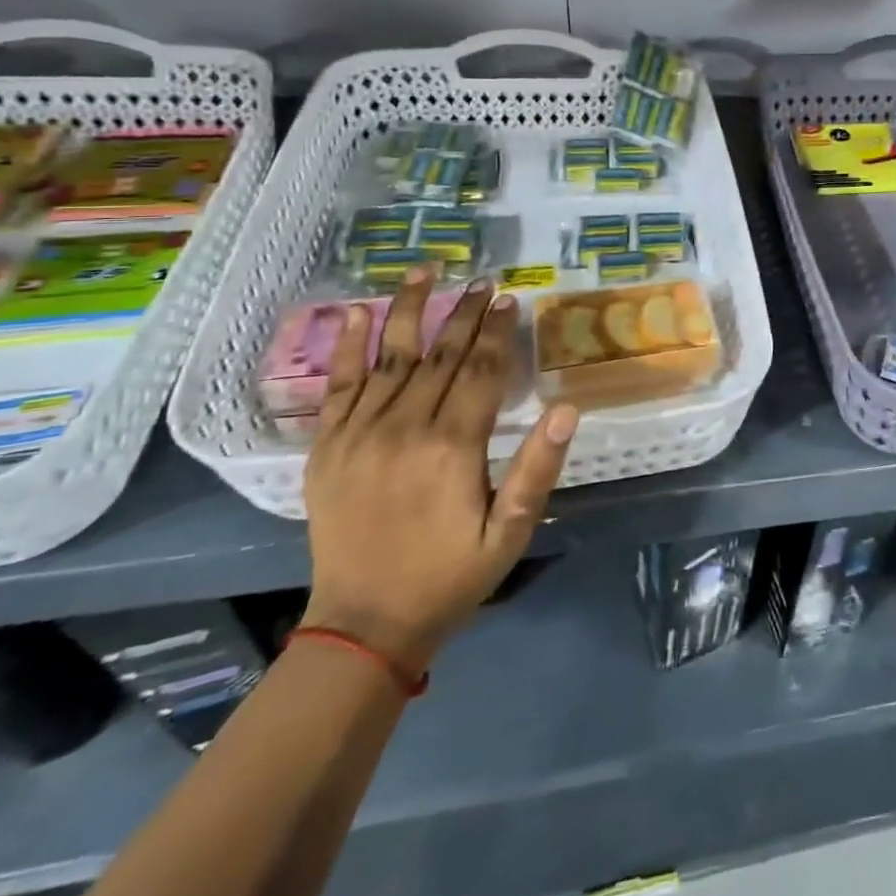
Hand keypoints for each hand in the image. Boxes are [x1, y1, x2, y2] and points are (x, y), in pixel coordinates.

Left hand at [300, 271, 577, 673]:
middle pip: (441, 355)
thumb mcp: (510, 532)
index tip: (510, 299)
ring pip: (391, 356)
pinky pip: (339, 385)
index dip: (498, 332)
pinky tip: (356, 311)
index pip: (480, 371)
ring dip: (411, 309)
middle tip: (484, 281)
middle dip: (465, 314)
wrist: (364, 625)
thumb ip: (538, 468)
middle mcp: (404, 428)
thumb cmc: (450, 576)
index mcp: (452, 447)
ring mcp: (359, 435)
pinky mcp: (327, 447)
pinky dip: (349, 345)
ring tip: (427, 271)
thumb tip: (568, 410)